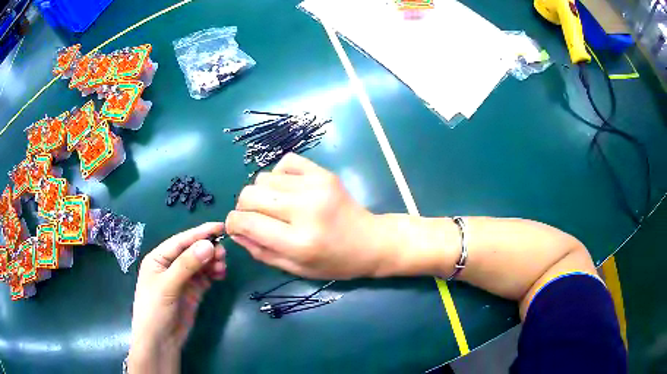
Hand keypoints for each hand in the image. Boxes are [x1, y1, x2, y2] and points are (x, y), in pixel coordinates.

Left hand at [128, 223, 225, 373]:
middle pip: (192, 251)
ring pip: (200, 264)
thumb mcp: (167, 285)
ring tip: (222, 267)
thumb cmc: (155, 310)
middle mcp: (171, 266)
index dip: (200, 233)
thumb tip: (208, 244)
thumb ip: (186, 265)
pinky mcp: (192, 292)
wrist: (160, 342)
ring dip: (212, 262)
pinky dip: (213, 274)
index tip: (220, 227)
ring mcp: (182, 280)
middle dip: (208, 249)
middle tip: (223, 254)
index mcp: (159, 258)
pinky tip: (220, 275)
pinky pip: (205, 277)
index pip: (181, 241)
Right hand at [225, 153, 384, 278]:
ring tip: (277, 206)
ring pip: (263, 178)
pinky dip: (279, 175)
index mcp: (298, 242)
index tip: (236, 228)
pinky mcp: (323, 173)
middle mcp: (305, 209)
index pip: (247, 223)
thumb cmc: (334, 262)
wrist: (371, 241)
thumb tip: (235, 231)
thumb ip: (260, 251)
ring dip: (262, 193)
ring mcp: (315, 186)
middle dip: (244, 208)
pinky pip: (285, 162)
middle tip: (256, 218)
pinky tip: (289, 189)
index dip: (233, 224)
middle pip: (250, 195)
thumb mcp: (295, 269)